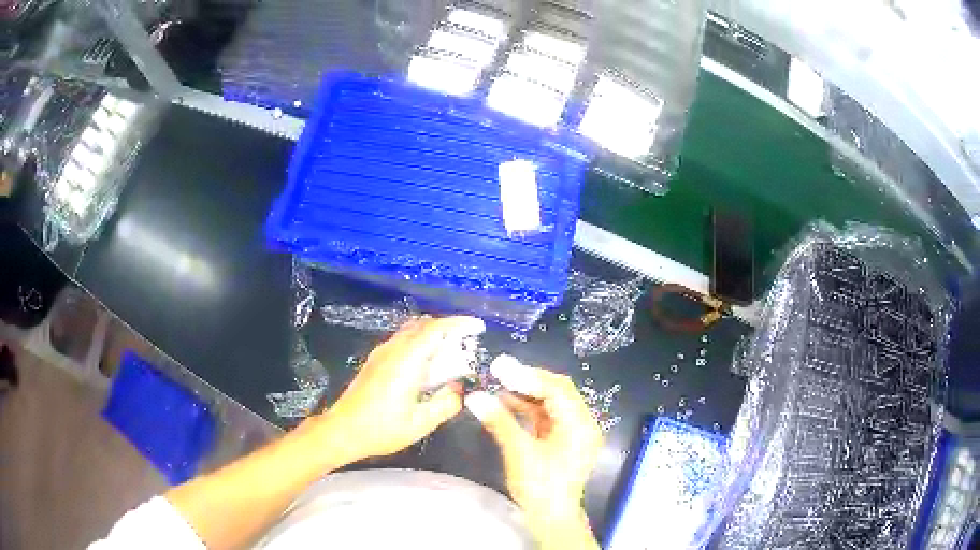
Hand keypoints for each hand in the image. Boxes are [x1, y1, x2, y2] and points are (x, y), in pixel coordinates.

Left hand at [314, 316, 484, 466]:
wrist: (342, 430)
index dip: (459, 324)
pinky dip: (421, 343)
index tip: (478, 327)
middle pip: (423, 325)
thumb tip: (459, 389)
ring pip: (411, 331)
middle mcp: (393, 350)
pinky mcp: (375, 361)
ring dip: (433, 335)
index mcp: (406, 361)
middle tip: (467, 344)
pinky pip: (403, 341)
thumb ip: (446, 404)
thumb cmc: (381, 429)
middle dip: (448, 328)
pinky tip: (427, 366)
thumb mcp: (421, 423)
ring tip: (450, 355)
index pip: (435, 329)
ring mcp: (381, 353)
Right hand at [465, 356, 602, 549]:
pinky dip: (527, 409)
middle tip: (498, 370)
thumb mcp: (519, 453)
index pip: (557, 389)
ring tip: (497, 383)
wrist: (551, 518)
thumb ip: (499, 422)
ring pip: (550, 403)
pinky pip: (546, 417)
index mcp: (580, 425)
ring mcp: (573, 432)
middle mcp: (582, 423)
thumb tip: (475, 397)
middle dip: (527, 380)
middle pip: (557, 392)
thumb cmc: (540, 487)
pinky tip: (505, 403)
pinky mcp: (562, 441)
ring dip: (525, 394)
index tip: (500, 367)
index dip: (528, 376)